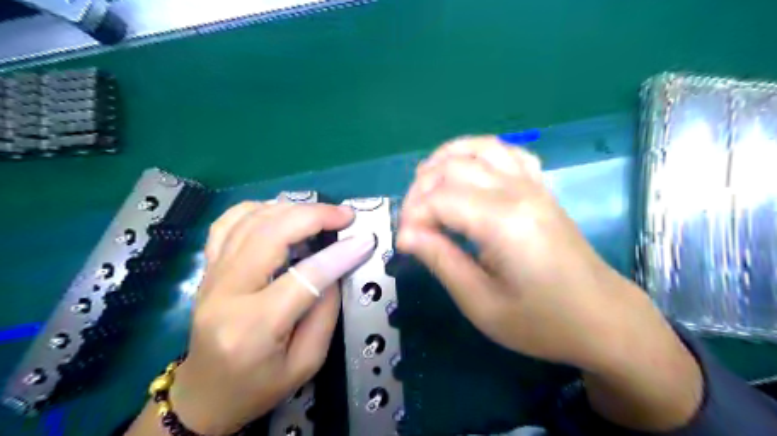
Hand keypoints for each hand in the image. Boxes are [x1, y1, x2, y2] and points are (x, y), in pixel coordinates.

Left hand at [169, 201, 375, 431]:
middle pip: (270, 234)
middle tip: (345, 215)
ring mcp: (211, 276)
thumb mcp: (306, 363)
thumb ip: (325, 313)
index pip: (303, 278)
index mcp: (253, 327)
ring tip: (321, 214)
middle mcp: (226, 294)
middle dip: (314, 216)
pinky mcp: (207, 268)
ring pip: (249, 220)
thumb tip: (336, 267)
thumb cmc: (259, 387)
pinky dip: (259, 208)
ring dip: (291, 208)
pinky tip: (281, 212)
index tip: (365, 239)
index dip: (339, 254)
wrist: (204, 394)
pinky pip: (228, 222)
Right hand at [401, 138, 704, 430]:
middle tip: (413, 223)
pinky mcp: (541, 187)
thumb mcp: (482, 303)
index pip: (439, 199)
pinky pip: (508, 152)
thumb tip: (406, 235)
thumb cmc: (541, 321)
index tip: (404, 244)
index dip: (412, 216)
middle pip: (453, 167)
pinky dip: (479, 152)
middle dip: (421, 190)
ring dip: (445, 160)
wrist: (601, 318)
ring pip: (479, 147)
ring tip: (427, 185)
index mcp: (503, 222)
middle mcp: (517, 191)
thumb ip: (441, 261)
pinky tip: (468, 171)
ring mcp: (533, 184)